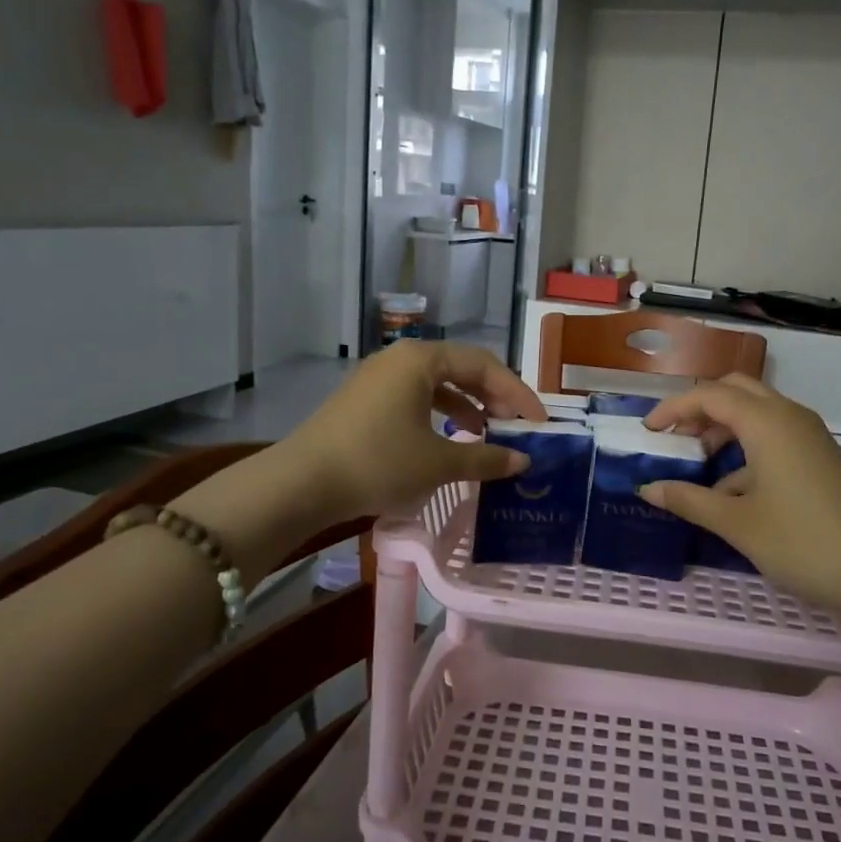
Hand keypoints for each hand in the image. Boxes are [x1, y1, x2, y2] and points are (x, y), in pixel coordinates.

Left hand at [283, 341, 543, 520]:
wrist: (302, 483)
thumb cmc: (378, 463)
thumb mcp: (438, 463)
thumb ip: (486, 458)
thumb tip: (523, 462)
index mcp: (421, 360)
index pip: (484, 365)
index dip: (517, 393)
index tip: (539, 422)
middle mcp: (400, 358)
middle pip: (461, 368)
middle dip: (493, 396)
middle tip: (517, 425)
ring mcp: (379, 378)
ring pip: (438, 383)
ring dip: (468, 405)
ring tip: (488, 432)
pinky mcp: (365, 400)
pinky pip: (416, 397)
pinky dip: (440, 414)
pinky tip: (450, 438)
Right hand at [642, 375, 840, 616]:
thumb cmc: (803, 542)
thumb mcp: (738, 523)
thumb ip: (689, 500)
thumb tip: (649, 488)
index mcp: (766, 422)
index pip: (709, 395)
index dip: (673, 408)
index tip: (647, 430)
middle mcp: (789, 416)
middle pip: (736, 391)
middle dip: (700, 408)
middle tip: (674, 438)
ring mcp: (810, 437)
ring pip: (758, 413)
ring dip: (724, 428)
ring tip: (698, 463)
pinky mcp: (821, 458)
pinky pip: (775, 436)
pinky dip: (747, 449)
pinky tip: (732, 492)